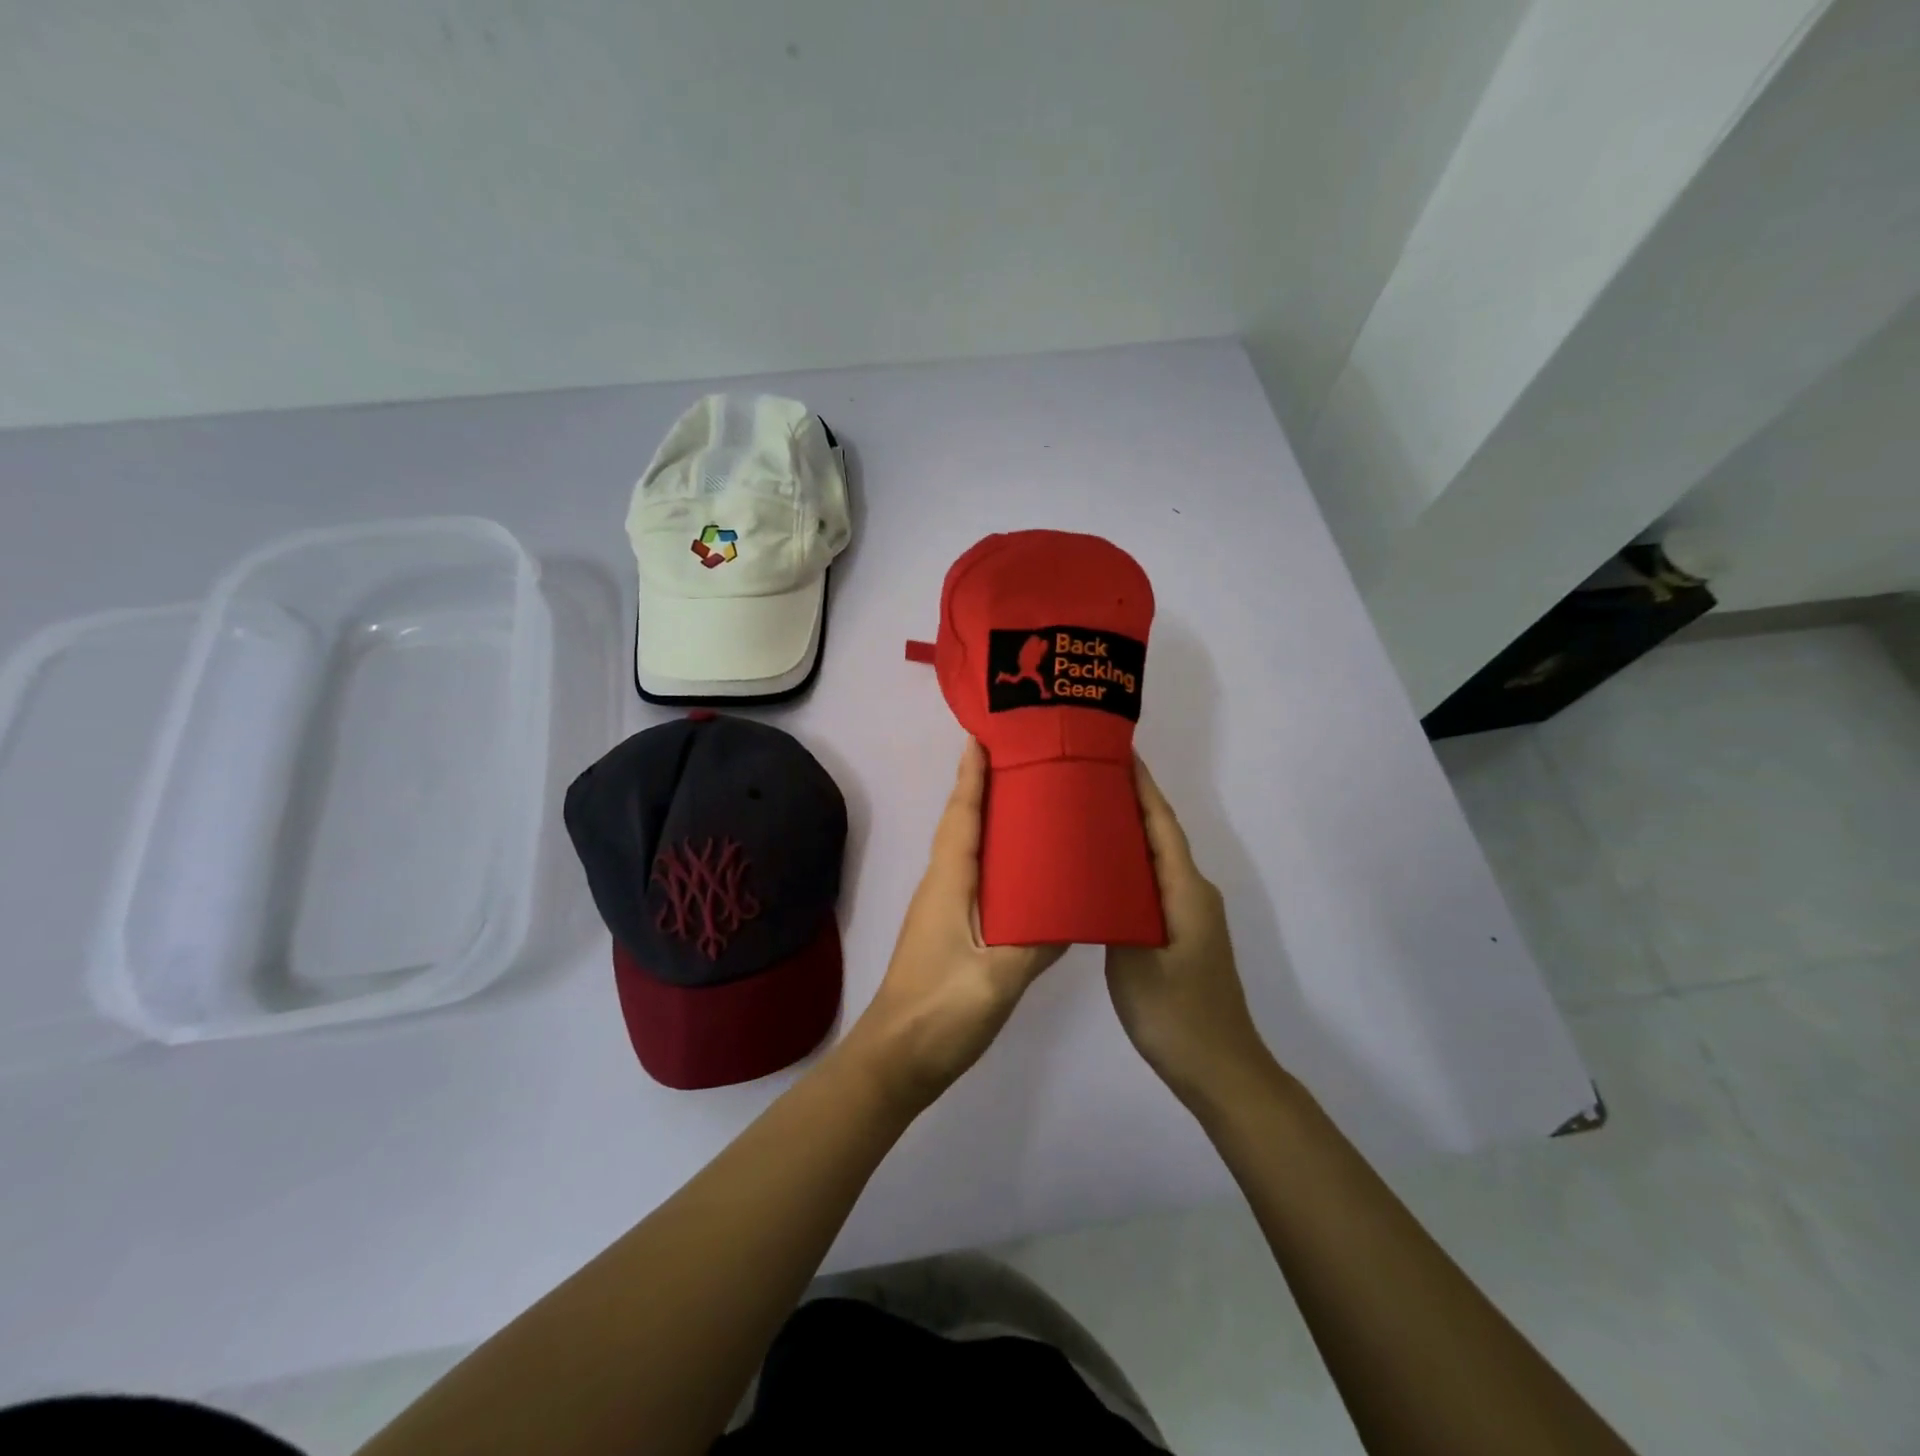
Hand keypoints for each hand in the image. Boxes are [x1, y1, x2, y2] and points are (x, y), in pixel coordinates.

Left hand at [843, 739, 1064, 1111]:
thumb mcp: (997, 979)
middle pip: (963, 825)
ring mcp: (942, 910)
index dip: (972, 775)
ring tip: (1032, 804)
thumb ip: (1037, 942)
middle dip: (985, 788)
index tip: (984, 736)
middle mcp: (942, 886)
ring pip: (968, 851)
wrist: (896, 1061)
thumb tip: (1075, 910)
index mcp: (949, 884)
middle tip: (1024, 761)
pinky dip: (996, 860)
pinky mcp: (949, 932)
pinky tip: (1026, 873)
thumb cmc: (941, 1013)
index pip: (962, 816)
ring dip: (991, 822)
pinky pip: (974, 879)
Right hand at [1105, 758, 1273, 1106]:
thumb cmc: (1175, 1011)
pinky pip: (1152, 883)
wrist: (1219, 1069)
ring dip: (1127, 832)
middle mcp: (1192, 891)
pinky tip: (1099, 869)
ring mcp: (1189, 914)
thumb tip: (1094, 872)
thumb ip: (1114, 908)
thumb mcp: (1133, 957)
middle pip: (1159, 834)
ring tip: (1085, 813)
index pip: (1161, 823)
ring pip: (1155, 859)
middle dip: (1129, 801)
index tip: (1118, 751)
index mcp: (1184, 889)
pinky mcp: (1181, 933)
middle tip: (1086, 776)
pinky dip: (1128, 865)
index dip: (1141, 786)